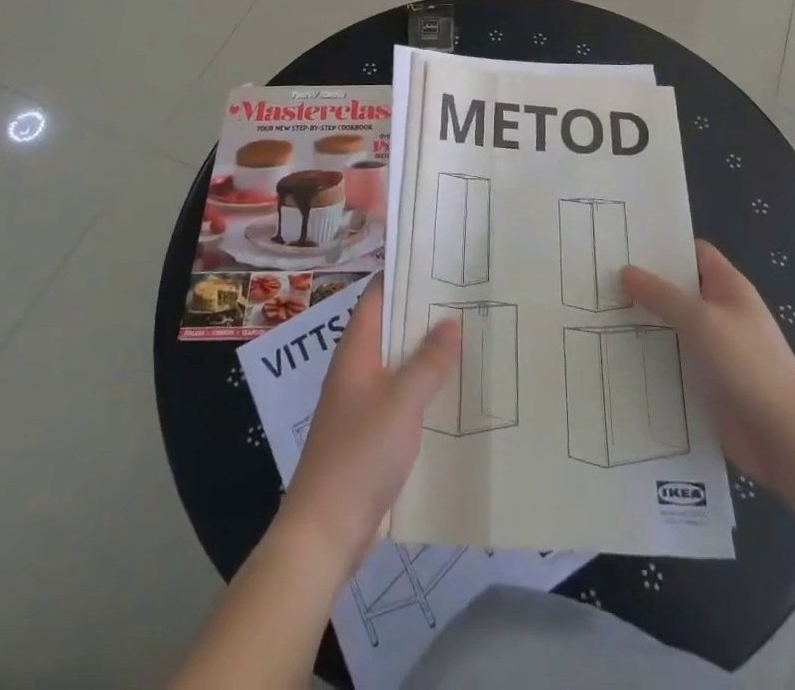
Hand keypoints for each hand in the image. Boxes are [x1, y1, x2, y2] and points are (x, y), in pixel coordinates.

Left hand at [279, 279, 458, 580]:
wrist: (324, 532)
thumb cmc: (359, 455)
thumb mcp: (401, 403)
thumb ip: (428, 362)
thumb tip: (452, 320)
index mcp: (355, 351)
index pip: (378, 296)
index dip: (405, 275)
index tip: (441, 262)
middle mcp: (356, 369)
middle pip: (391, 327)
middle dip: (425, 314)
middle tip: (468, 298)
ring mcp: (361, 402)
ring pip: (398, 363)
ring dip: (427, 352)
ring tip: (470, 338)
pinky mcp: (369, 433)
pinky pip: (400, 396)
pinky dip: (424, 388)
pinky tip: (454, 392)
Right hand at [622, 241, 794, 487]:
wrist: (786, 439)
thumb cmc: (749, 365)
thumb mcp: (702, 320)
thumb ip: (662, 295)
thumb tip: (626, 271)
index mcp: (728, 288)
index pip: (694, 253)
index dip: (664, 246)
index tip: (624, 243)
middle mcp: (720, 314)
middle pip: (678, 291)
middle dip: (643, 287)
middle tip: (598, 279)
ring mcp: (713, 350)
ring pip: (671, 328)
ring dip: (642, 326)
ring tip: (596, 316)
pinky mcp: (705, 384)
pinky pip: (672, 363)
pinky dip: (649, 360)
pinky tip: (615, 358)